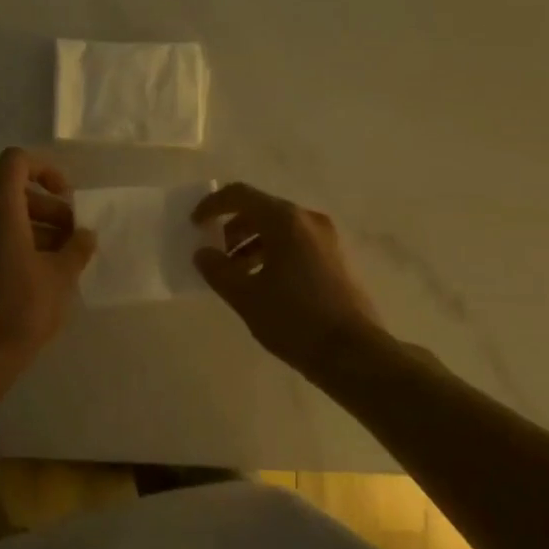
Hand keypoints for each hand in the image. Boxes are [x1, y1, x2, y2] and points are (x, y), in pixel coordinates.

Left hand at [0, 148, 96, 367]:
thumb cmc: (22, 308)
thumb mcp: (61, 275)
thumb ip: (77, 247)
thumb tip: (85, 234)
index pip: (16, 162)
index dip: (45, 169)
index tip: (67, 197)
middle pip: (15, 193)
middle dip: (50, 209)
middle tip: (75, 237)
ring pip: (7, 218)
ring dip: (39, 229)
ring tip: (66, 259)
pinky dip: (21, 244)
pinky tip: (45, 274)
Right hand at [191, 183, 386, 372]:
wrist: (354, 353)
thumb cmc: (295, 320)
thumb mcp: (246, 297)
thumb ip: (218, 270)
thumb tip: (203, 253)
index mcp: (285, 220)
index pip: (240, 195)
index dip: (213, 206)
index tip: (195, 225)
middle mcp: (308, 220)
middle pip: (261, 210)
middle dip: (232, 229)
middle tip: (215, 255)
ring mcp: (326, 239)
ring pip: (279, 228)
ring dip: (251, 244)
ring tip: (235, 275)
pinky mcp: (335, 258)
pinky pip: (295, 243)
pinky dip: (272, 253)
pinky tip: (262, 283)